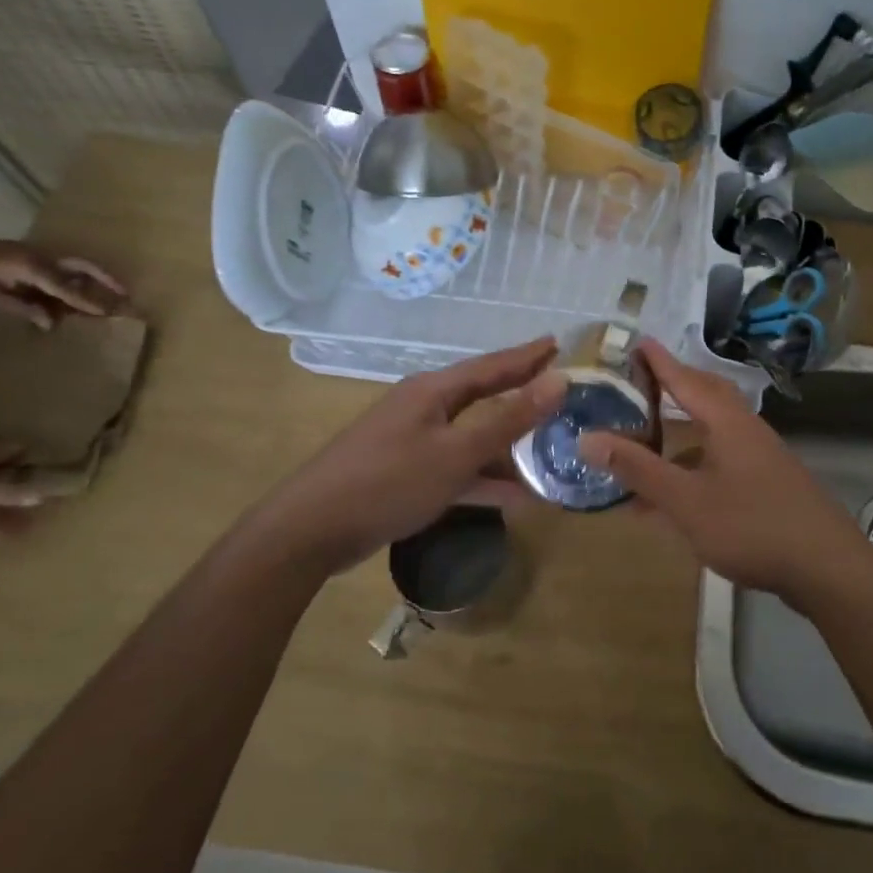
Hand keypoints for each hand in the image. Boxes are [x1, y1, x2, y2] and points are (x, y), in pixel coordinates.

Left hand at [0, 230, 126, 328]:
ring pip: (77, 266)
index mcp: (31, 266)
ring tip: (112, 295)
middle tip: (127, 294)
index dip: (87, 301)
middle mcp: (42, 257)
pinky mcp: (34, 257)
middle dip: (107, 280)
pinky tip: (80, 293)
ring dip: (96, 279)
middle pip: (84, 266)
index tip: (109, 312)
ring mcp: (39, 255)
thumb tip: (52, 322)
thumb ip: (22, 307)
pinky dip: (77, 280)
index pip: (67, 287)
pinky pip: (63, 269)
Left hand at [279, 338, 566, 573]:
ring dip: (508, 445)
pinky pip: (457, 469)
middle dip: (519, 394)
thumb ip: (509, 419)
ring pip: (471, 437)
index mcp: (433, 391)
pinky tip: (516, 496)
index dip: (527, 356)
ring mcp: (413, 443)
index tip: (557, 343)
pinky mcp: (407, 475)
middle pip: (482, 397)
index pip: (491, 365)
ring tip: (548, 446)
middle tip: (557, 388)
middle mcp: (423, 409)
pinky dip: (485, 479)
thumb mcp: (456, 452)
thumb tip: (559, 380)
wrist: (314, 529)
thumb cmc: (389, 481)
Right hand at [579, 340, 872, 608]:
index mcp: (727, 423)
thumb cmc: (751, 526)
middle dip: (675, 385)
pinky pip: (722, 460)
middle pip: (707, 396)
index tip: (637, 341)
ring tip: (649, 436)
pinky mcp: (769, 485)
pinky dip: (694, 465)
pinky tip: (676, 494)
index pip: (686, 379)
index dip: (659, 361)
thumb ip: (638, 470)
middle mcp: (746, 431)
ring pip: (714, 431)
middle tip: (643, 380)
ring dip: (682, 430)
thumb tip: (588, 438)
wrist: (826, 569)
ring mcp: (762, 458)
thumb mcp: (686, 501)